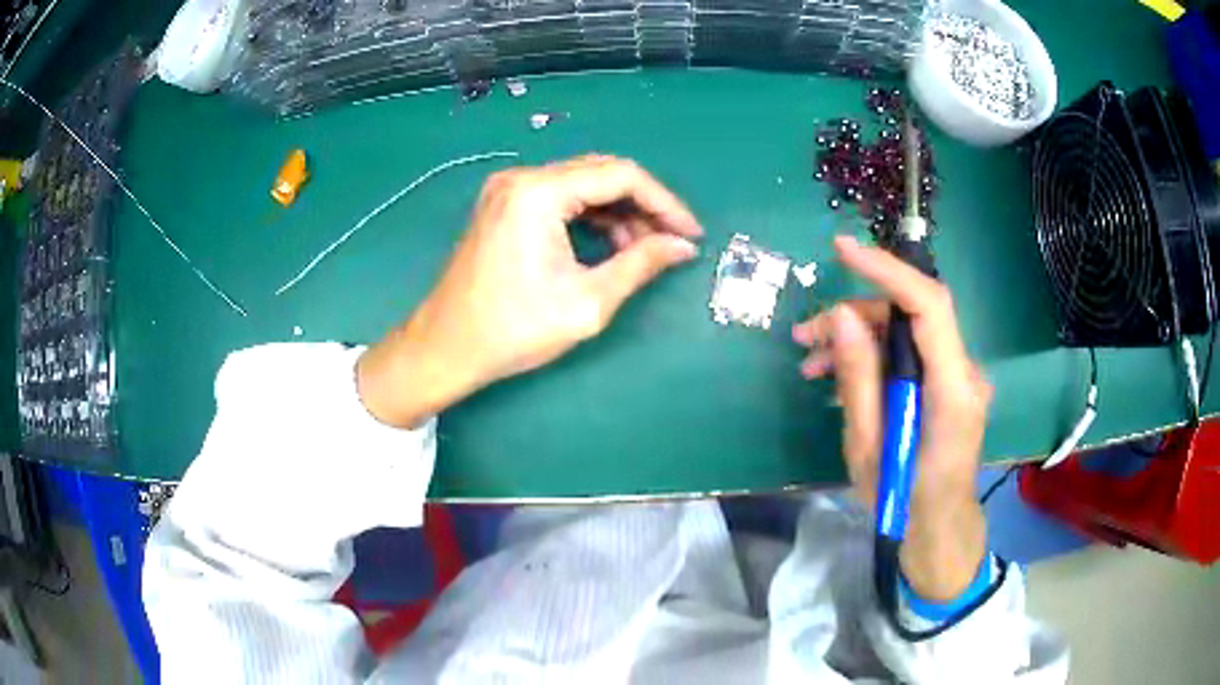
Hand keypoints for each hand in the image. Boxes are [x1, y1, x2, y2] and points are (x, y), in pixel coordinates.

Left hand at [357, 155, 701, 428]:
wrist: (446, 348)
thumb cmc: (513, 330)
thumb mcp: (587, 302)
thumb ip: (640, 265)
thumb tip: (682, 246)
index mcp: (539, 193)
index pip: (621, 175)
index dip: (664, 202)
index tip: (690, 234)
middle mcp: (522, 178)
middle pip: (601, 173)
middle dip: (643, 205)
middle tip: (671, 242)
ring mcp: (508, 189)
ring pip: (582, 184)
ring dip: (618, 211)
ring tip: (642, 250)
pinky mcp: (504, 205)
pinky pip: (560, 197)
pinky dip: (590, 216)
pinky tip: (610, 244)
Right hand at [792, 235, 991, 600]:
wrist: (937, 530)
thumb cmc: (902, 502)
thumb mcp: (868, 448)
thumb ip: (858, 380)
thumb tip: (843, 318)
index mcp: (952, 390)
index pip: (929, 306)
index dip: (888, 270)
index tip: (842, 251)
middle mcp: (964, 373)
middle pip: (912, 315)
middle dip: (856, 314)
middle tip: (806, 338)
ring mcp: (959, 378)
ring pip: (908, 332)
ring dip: (859, 336)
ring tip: (811, 361)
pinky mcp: (948, 385)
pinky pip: (911, 354)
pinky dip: (875, 356)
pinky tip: (838, 376)